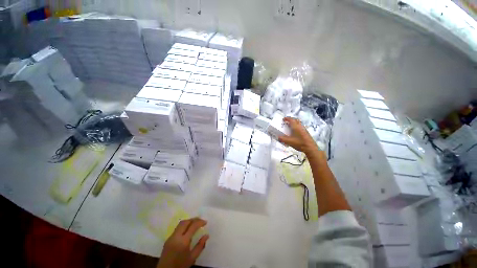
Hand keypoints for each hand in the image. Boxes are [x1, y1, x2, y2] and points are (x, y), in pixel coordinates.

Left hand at [157, 218, 208, 267]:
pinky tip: (188, 229)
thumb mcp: (192, 258)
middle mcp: (176, 237)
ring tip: (195, 223)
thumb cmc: (180, 266)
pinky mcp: (168, 239)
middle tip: (201, 221)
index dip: (200, 222)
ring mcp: (171, 237)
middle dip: (194, 219)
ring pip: (180, 224)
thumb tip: (206, 235)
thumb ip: (200, 246)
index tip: (205, 222)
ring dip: (189, 221)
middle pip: (185, 222)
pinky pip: (177, 228)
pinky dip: (184, 226)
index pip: (193, 226)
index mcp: (183, 241)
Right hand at [278, 117, 318, 154]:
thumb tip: (278, 137)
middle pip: (296, 120)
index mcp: (296, 127)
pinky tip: (295, 132)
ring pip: (298, 123)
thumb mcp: (289, 141)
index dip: (287, 118)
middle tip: (287, 122)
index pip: (291, 119)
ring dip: (294, 123)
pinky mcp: (306, 132)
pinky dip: (296, 127)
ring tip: (290, 127)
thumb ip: (282, 139)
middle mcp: (300, 126)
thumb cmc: (299, 143)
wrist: (310, 148)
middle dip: (291, 120)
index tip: (283, 119)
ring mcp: (304, 129)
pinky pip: (300, 127)